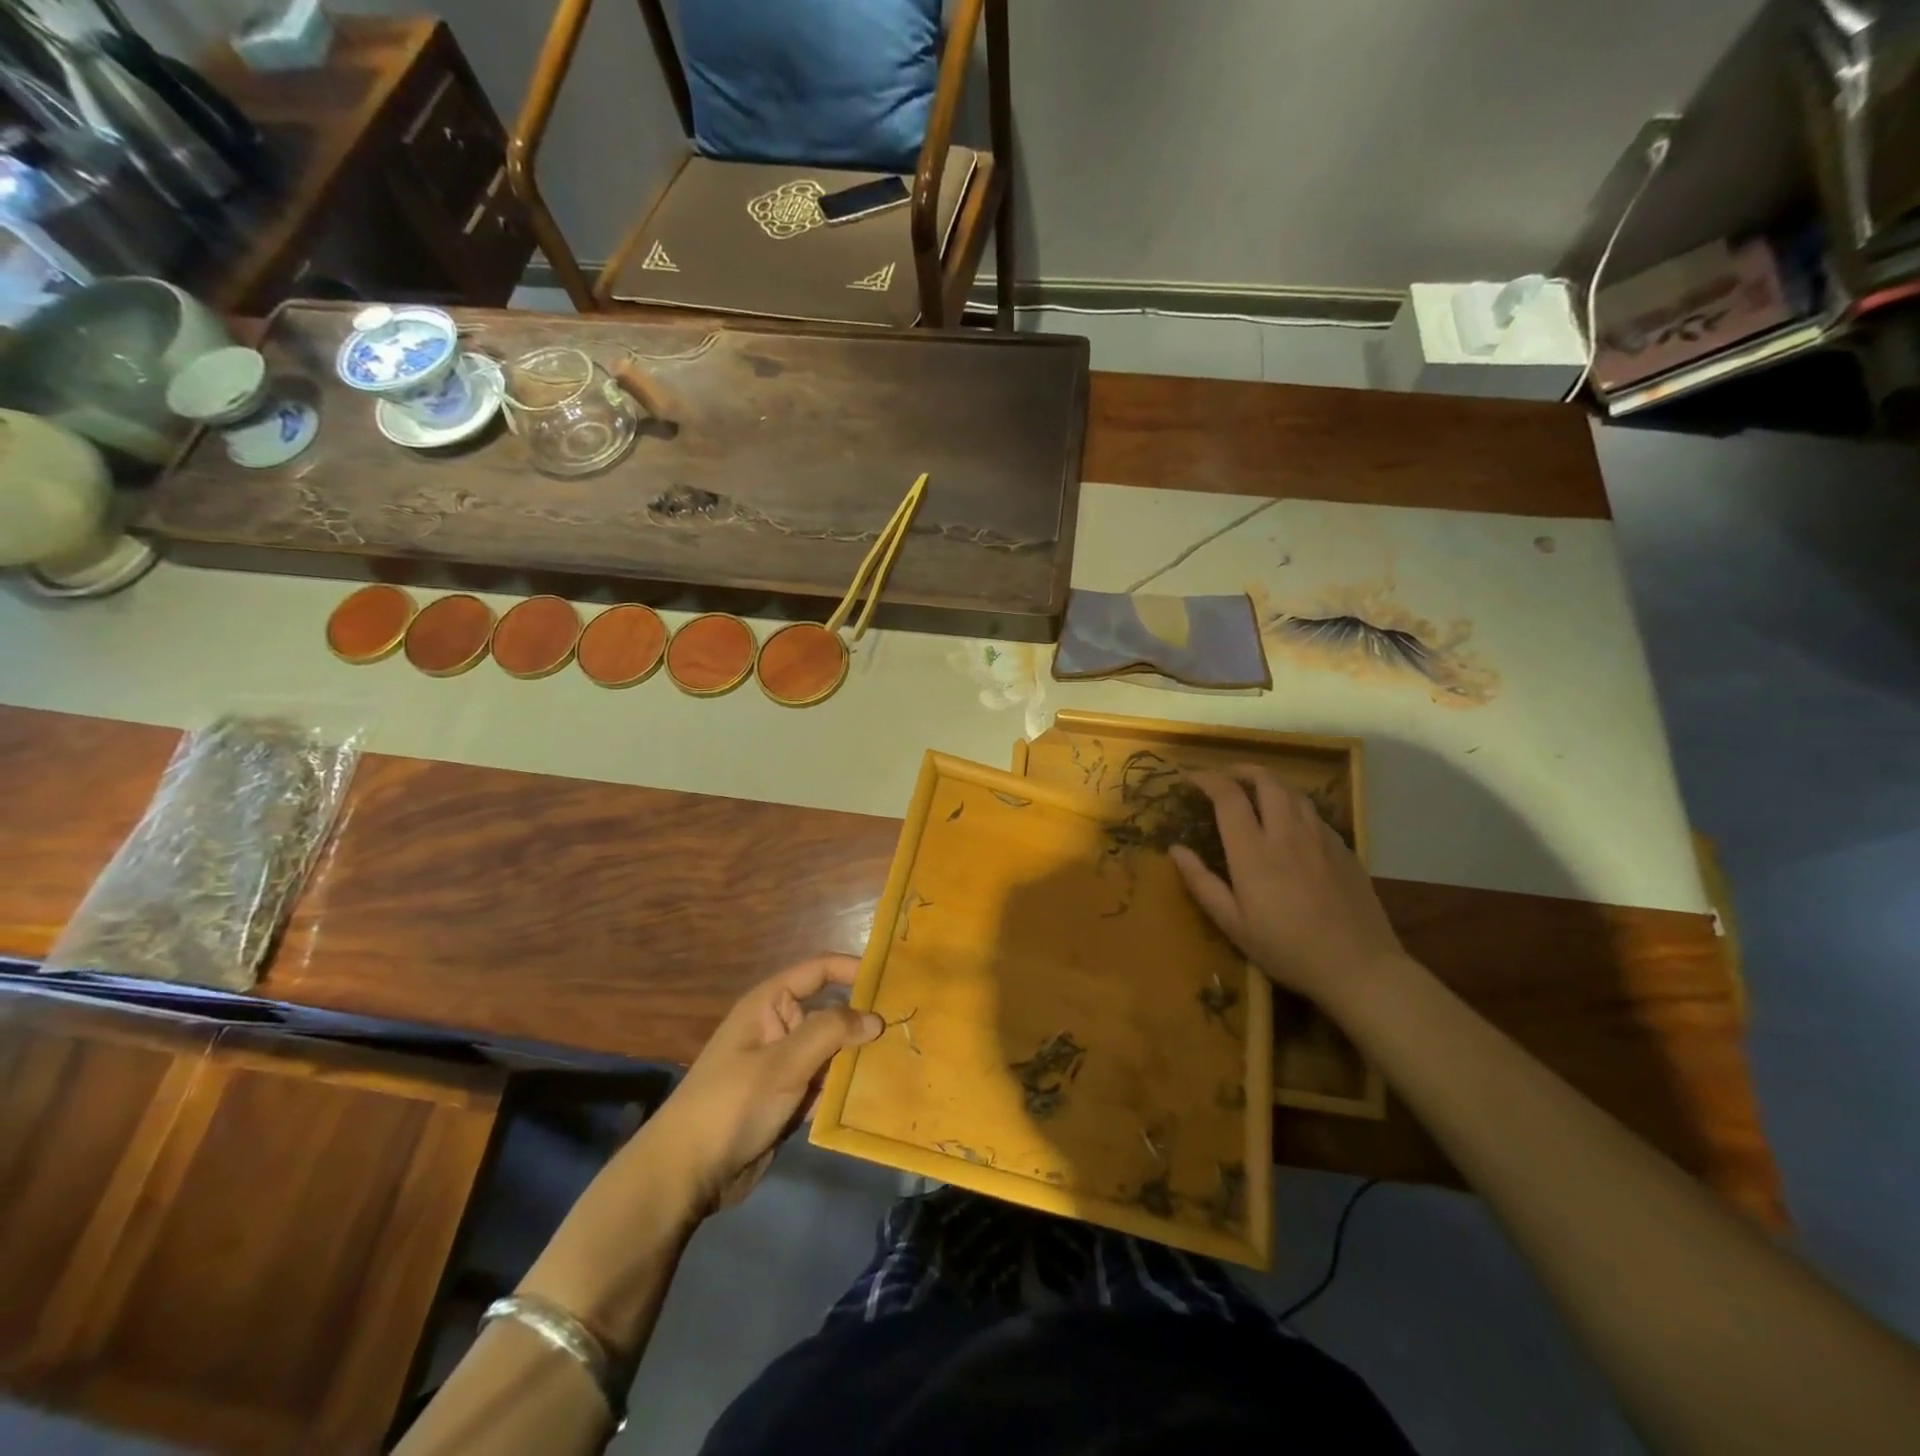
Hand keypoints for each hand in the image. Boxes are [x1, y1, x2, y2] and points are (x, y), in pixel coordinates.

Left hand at [648, 954, 881, 1212]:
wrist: (686, 1174)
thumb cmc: (732, 1103)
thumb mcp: (784, 1062)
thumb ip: (831, 1032)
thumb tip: (875, 1017)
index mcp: (770, 1003)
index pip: (819, 970)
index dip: (854, 970)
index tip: (893, 980)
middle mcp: (779, 1027)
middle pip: (831, 1012)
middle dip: (864, 1020)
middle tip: (909, 1026)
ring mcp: (783, 1065)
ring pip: (832, 1051)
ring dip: (859, 1058)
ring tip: (904, 1059)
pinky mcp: (787, 1098)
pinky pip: (825, 1084)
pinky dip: (845, 1088)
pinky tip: (878, 1094)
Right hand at [1169, 768, 1407, 1005]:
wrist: (1360, 967)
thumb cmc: (1287, 949)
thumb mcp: (1233, 924)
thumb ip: (1202, 883)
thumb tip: (1176, 849)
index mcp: (1253, 851)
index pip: (1228, 796)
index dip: (1207, 779)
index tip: (1191, 779)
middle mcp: (1287, 833)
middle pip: (1265, 780)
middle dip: (1240, 770)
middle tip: (1224, 778)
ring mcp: (1320, 837)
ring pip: (1293, 791)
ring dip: (1269, 783)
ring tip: (1255, 793)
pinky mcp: (1343, 847)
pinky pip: (1313, 812)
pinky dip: (1293, 804)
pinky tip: (1289, 823)